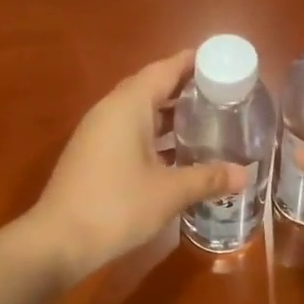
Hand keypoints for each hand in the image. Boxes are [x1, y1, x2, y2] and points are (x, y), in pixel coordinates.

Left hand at [27, 49, 243, 282]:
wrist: (59, 241)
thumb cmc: (117, 206)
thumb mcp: (169, 192)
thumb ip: (208, 178)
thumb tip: (245, 174)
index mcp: (128, 106)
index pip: (164, 70)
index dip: (192, 63)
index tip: (222, 62)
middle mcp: (110, 111)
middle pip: (152, 88)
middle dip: (185, 90)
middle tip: (223, 96)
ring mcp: (98, 134)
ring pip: (140, 114)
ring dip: (170, 116)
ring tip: (208, 122)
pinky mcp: (94, 156)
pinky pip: (130, 134)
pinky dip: (156, 137)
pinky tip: (178, 155)